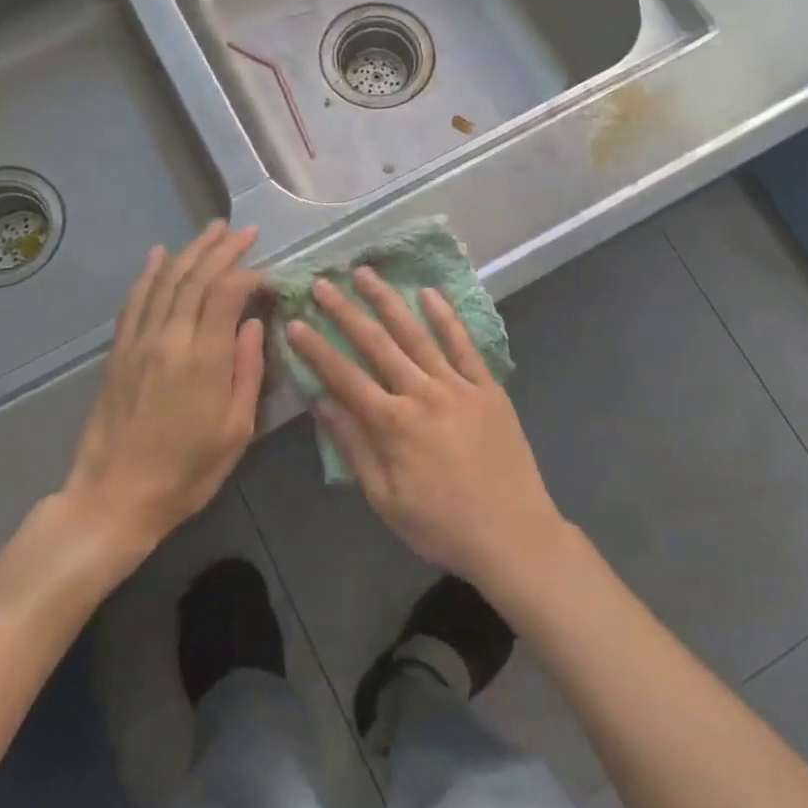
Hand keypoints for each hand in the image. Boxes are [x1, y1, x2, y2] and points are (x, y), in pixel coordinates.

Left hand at [62, 222, 265, 565]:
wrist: (114, 498)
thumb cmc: (187, 471)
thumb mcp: (237, 430)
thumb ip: (249, 370)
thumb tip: (255, 323)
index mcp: (204, 357)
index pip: (228, 293)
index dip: (250, 275)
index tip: (269, 276)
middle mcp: (170, 338)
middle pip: (197, 278)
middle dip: (223, 250)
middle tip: (244, 231)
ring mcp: (139, 342)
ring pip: (166, 282)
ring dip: (190, 251)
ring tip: (212, 230)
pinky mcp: (118, 352)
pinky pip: (135, 302)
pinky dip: (149, 274)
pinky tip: (159, 255)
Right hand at [287, 269, 567, 590]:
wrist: (513, 533)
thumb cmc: (441, 525)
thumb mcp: (385, 498)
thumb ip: (353, 446)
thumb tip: (321, 403)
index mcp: (393, 425)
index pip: (345, 377)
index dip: (317, 349)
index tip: (295, 322)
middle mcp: (423, 394)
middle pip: (377, 345)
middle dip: (346, 312)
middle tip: (323, 284)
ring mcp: (458, 386)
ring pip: (417, 334)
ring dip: (389, 302)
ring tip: (366, 274)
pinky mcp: (487, 387)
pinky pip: (464, 345)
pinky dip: (446, 317)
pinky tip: (429, 293)